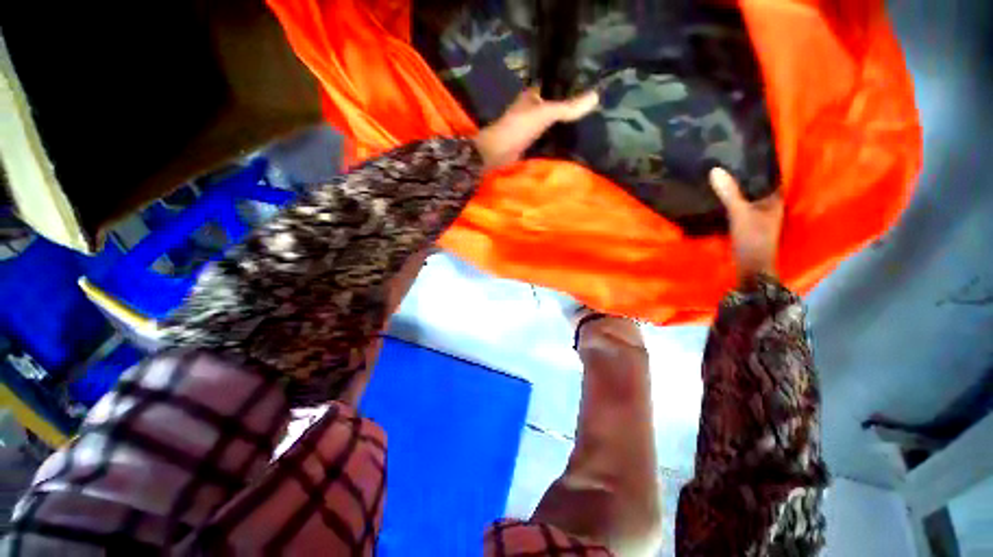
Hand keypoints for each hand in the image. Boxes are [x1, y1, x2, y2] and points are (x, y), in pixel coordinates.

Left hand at [473, 87, 598, 170]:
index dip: (570, 85)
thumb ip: (568, 107)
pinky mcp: (528, 143)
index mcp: (533, 95)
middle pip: (554, 105)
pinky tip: (570, 141)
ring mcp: (529, 127)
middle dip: (569, 107)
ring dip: (563, 124)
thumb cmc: (518, 128)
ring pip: (550, 122)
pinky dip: (556, 138)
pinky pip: (546, 137)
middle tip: (592, 109)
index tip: (590, 86)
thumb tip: (596, 97)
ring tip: (586, 124)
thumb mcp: (545, 114)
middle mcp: (531, 108)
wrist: (497, 153)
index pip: (555, 85)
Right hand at [710, 167, 783, 284]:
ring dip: (737, 186)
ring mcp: (758, 214)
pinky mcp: (747, 222)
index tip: (744, 150)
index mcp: (775, 198)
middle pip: (757, 184)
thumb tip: (715, 170)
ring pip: (748, 195)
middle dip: (745, 173)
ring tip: (721, 173)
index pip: (769, 174)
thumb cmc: (753, 239)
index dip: (759, 162)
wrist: (751, 267)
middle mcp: (770, 203)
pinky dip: (732, 198)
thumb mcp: (740, 214)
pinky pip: (740, 204)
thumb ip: (729, 193)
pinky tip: (720, 194)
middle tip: (727, 158)